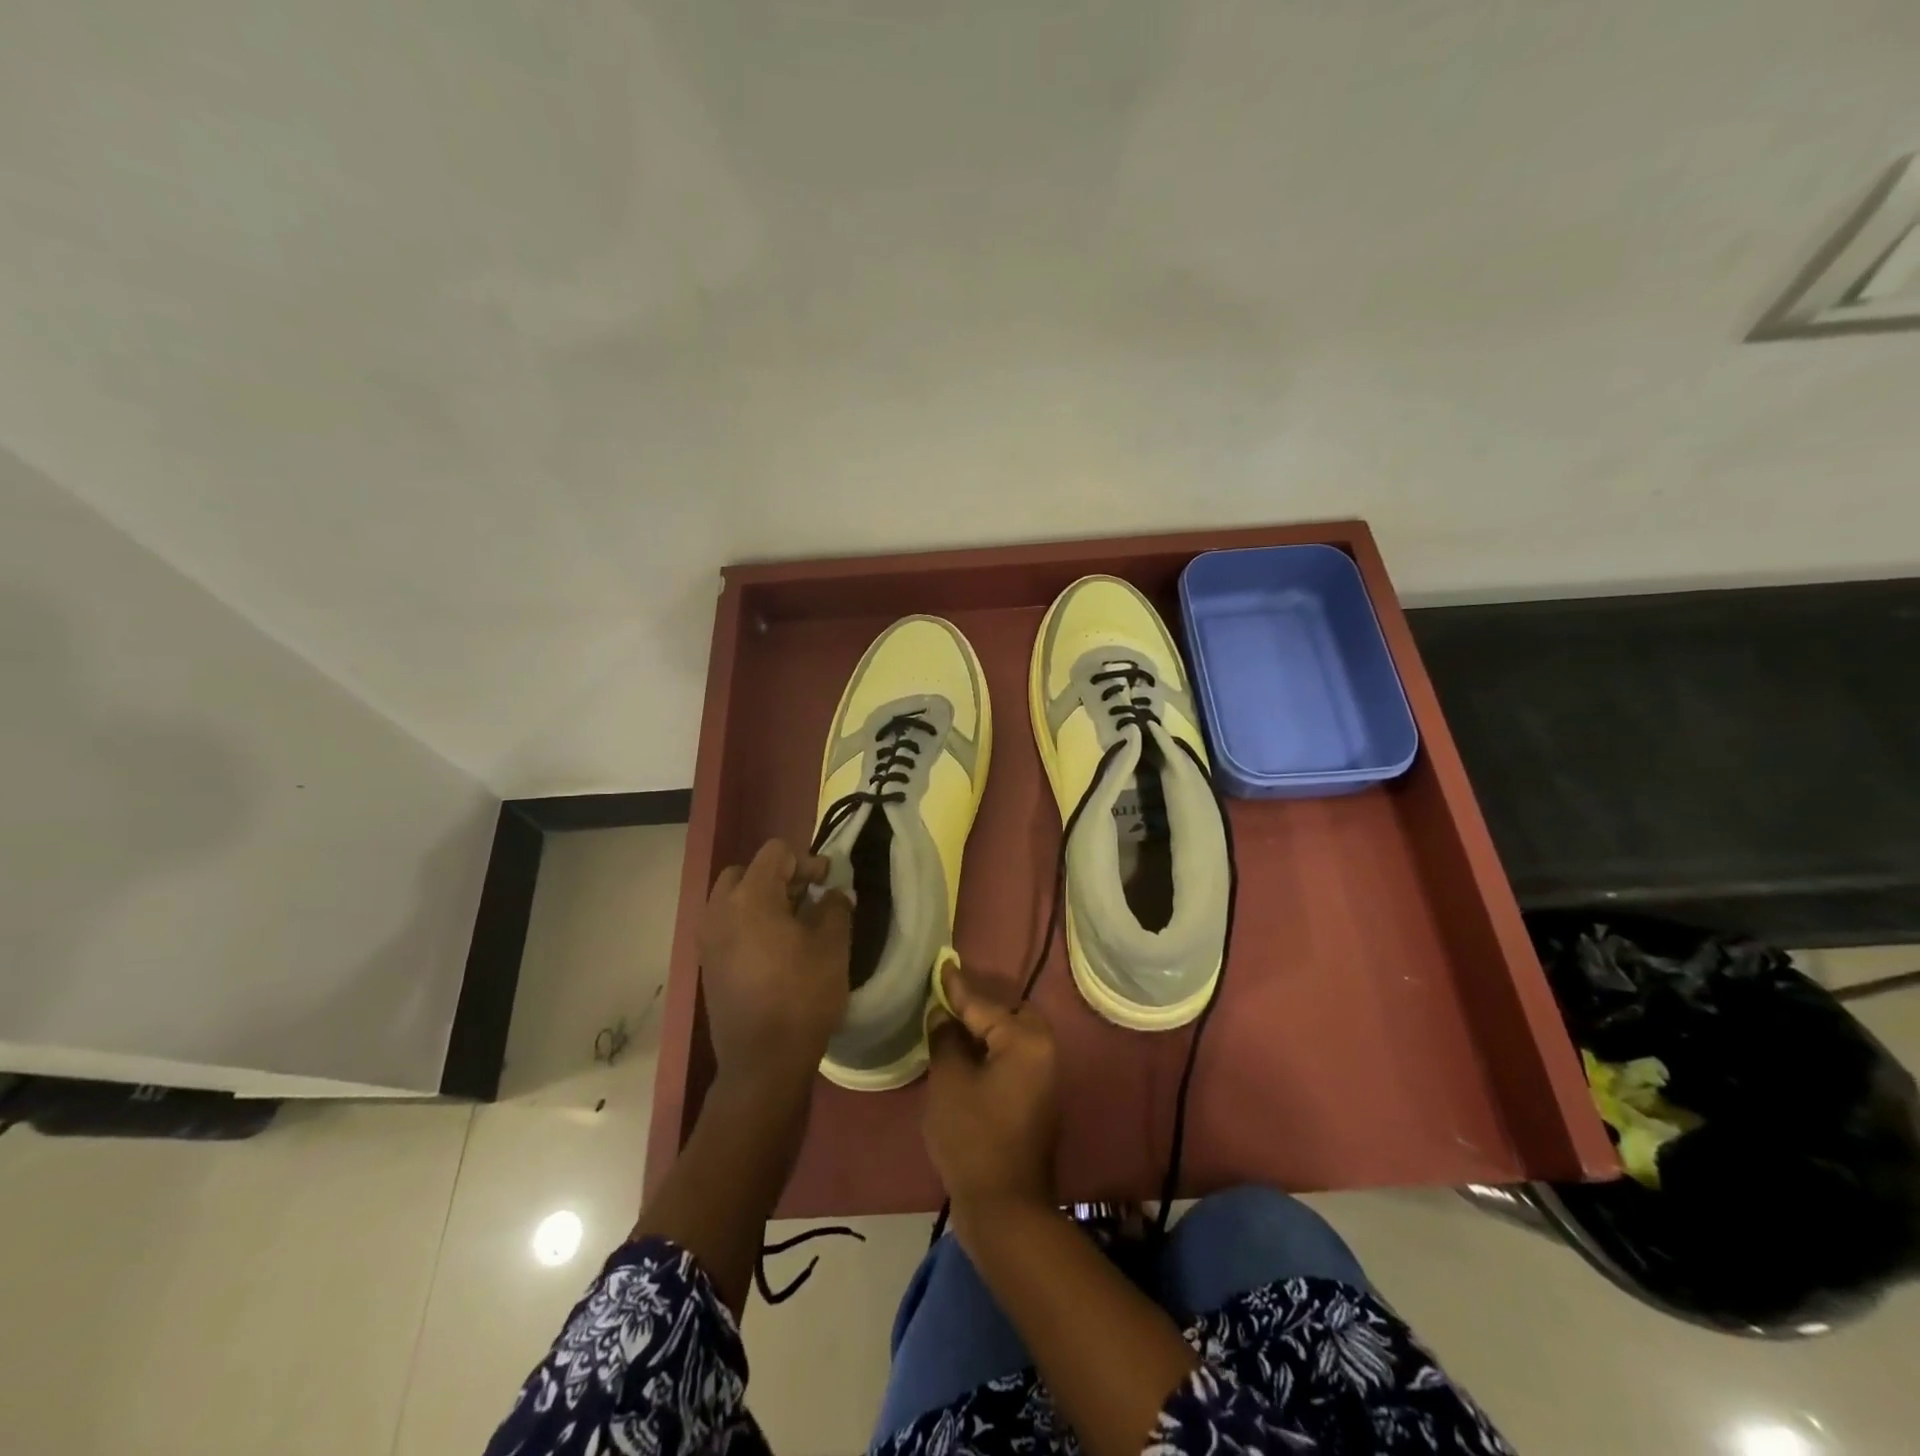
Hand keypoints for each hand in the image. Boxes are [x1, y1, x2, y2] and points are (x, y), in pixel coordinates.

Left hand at [698, 839, 851, 1094]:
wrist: (762, 1062)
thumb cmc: (802, 996)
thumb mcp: (833, 947)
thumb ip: (836, 908)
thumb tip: (835, 894)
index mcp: (750, 897)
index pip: (775, 853)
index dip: (806, 861)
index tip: (827, 883)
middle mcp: (720, 910)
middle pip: (746, 871)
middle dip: (778, 877)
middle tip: (806, 898)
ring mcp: (708, 938)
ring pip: (732, 898)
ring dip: (761, 900)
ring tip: (793, 923)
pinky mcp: (707, 964)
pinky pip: (726, 925)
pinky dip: (748, 923)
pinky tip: (775, 948)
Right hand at [924, 964, 1059, 1224]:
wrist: (1005, 1207)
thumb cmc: (973, 1137)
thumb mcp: (949, 1081)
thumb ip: (946, 1039)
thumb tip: (943, 1015)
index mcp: (1025, 1039)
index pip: (983, 1003)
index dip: (956, 986)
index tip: (942, 963)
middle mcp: (1042, 1050)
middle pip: (1006, 1014)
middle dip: (977, 1006)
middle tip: (945, 999)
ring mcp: (1042, 1076)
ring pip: (1009, 1036)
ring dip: (983, 1030)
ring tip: (949, 1023)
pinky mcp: (1035, 1099)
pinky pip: (1011, 1058)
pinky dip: (989, 1051)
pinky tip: (963, 1055)